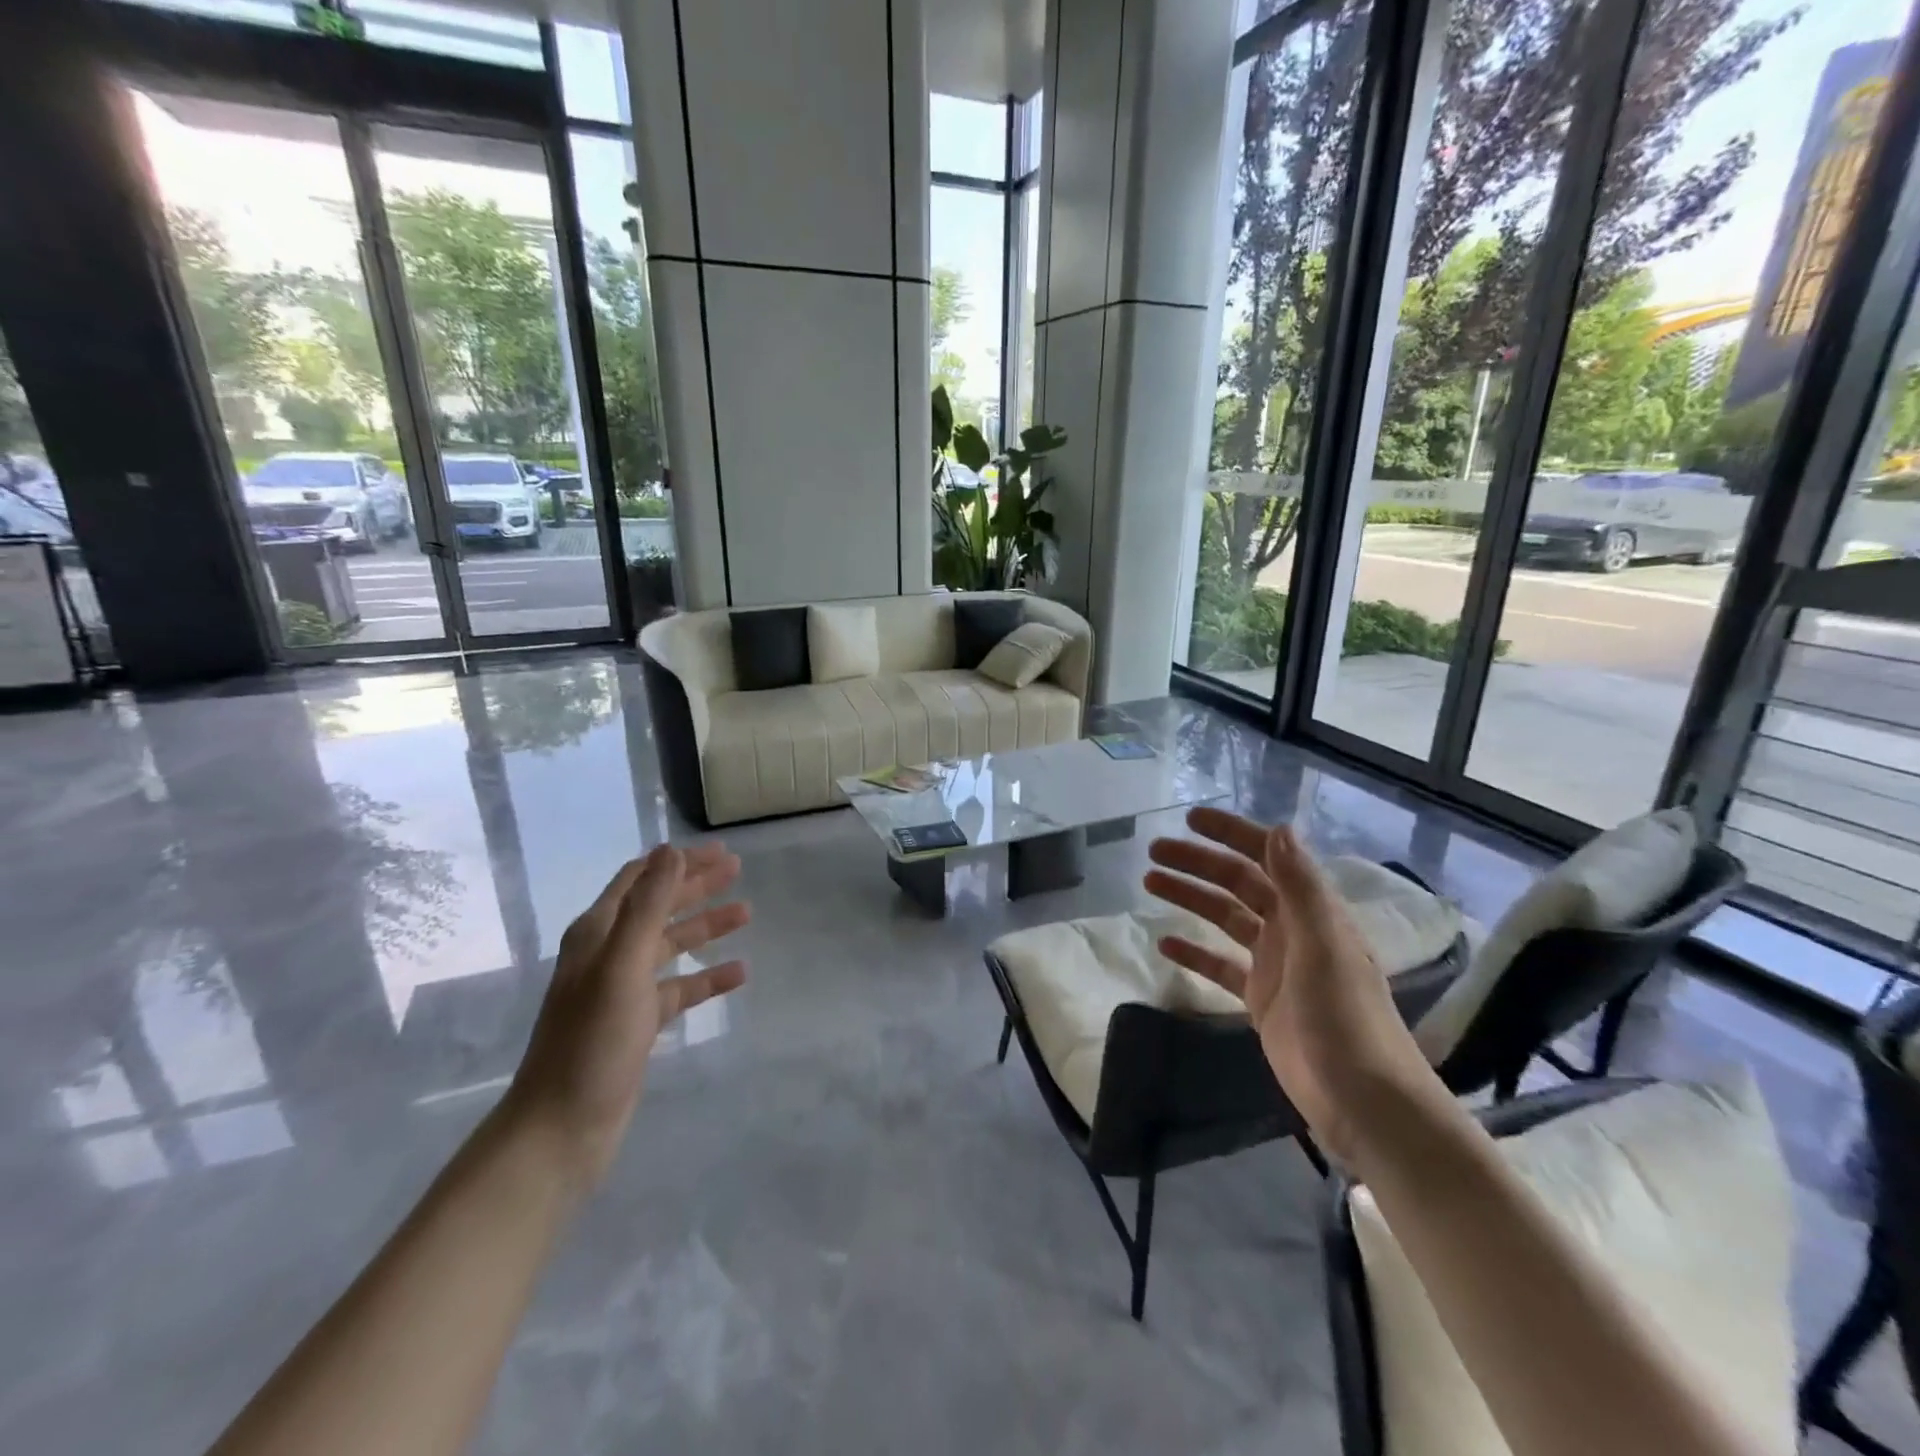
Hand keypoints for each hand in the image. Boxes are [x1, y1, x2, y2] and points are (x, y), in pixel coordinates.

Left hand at [505, 844, 749, 1188]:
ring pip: (672, 945)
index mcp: (598, 933)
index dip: (676, 861)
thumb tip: (669, 850)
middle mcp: (609, 954)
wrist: (561, 1128)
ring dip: (707, 927)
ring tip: (747, 913)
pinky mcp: (638, 1022)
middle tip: (738, 870)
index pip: (641, 879)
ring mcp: (623, 990)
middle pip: (659, 907)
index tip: (718, 850)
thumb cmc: (591, 1041)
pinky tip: (739, 972)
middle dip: (697, 886)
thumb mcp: (623, 966)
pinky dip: (708, 977)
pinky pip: (680, 988)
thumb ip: (648, 906)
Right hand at [1143, 808, 1441, 1166]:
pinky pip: (1220, 965)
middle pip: (1237, 883)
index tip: (1189, 819)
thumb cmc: (1345, 1016)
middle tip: (1154, 852)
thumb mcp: (1324, 944)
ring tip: (1150, 882)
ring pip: (1224, 918)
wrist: (1363, 1100)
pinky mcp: (1260, 1000)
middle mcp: (1292, 929)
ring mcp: (1275, 965)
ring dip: (1190, 898)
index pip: (1267, 857)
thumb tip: (1277, 828)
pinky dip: (1194, 952)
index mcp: (1311, 911)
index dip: (1231, 834)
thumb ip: (1299, 887)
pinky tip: (1165, 944)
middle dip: (1197, 863)